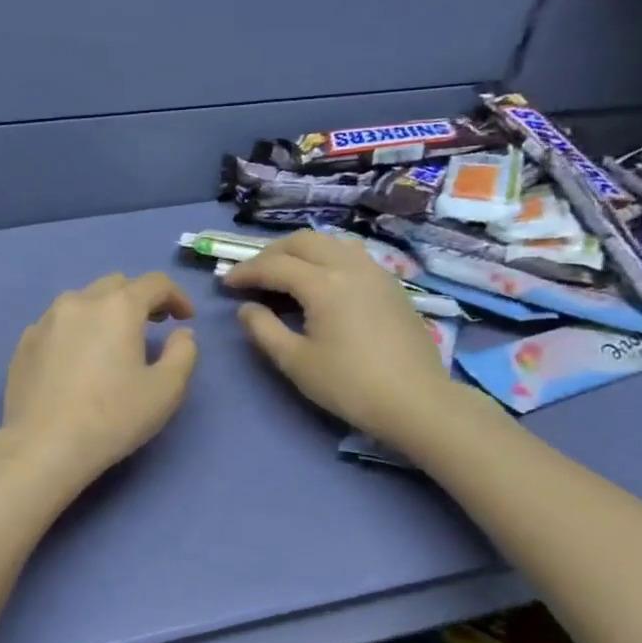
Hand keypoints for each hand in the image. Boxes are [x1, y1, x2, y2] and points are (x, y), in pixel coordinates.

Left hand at [0, 271, 197, 493]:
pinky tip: (77, 360)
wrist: (43, 447)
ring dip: (104, 312)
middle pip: (116, 285)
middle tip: (153, 326)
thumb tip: (181, 333)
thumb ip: (184, 353)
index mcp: (117, 307)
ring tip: (112, 342)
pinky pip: (57, 324)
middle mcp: (79, 302)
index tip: (185, 318)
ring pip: (82, 301)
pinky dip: (76, 330)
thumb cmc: (112, 418)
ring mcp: (45, 320)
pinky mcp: (24, 343)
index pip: (155, 283)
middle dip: (139, 299)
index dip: (177, 296)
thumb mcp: (166, 390)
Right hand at [222, 230, 470, 439]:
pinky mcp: (391, 285)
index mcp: (323, 283)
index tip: (225, 283)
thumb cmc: (350, 385)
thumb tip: (247, 308)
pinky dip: (326, 258)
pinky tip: (321, 281)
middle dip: (271, 253)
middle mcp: (349, 266)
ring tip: (285, 272)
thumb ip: (264, 330)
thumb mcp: (296, 362)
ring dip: (301, 250)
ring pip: (331, 242)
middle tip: (252, 274)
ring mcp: (375, 272)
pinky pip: (351, 255)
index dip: (245, 272)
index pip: (274, 266)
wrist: (416, 401)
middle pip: (303, 241)